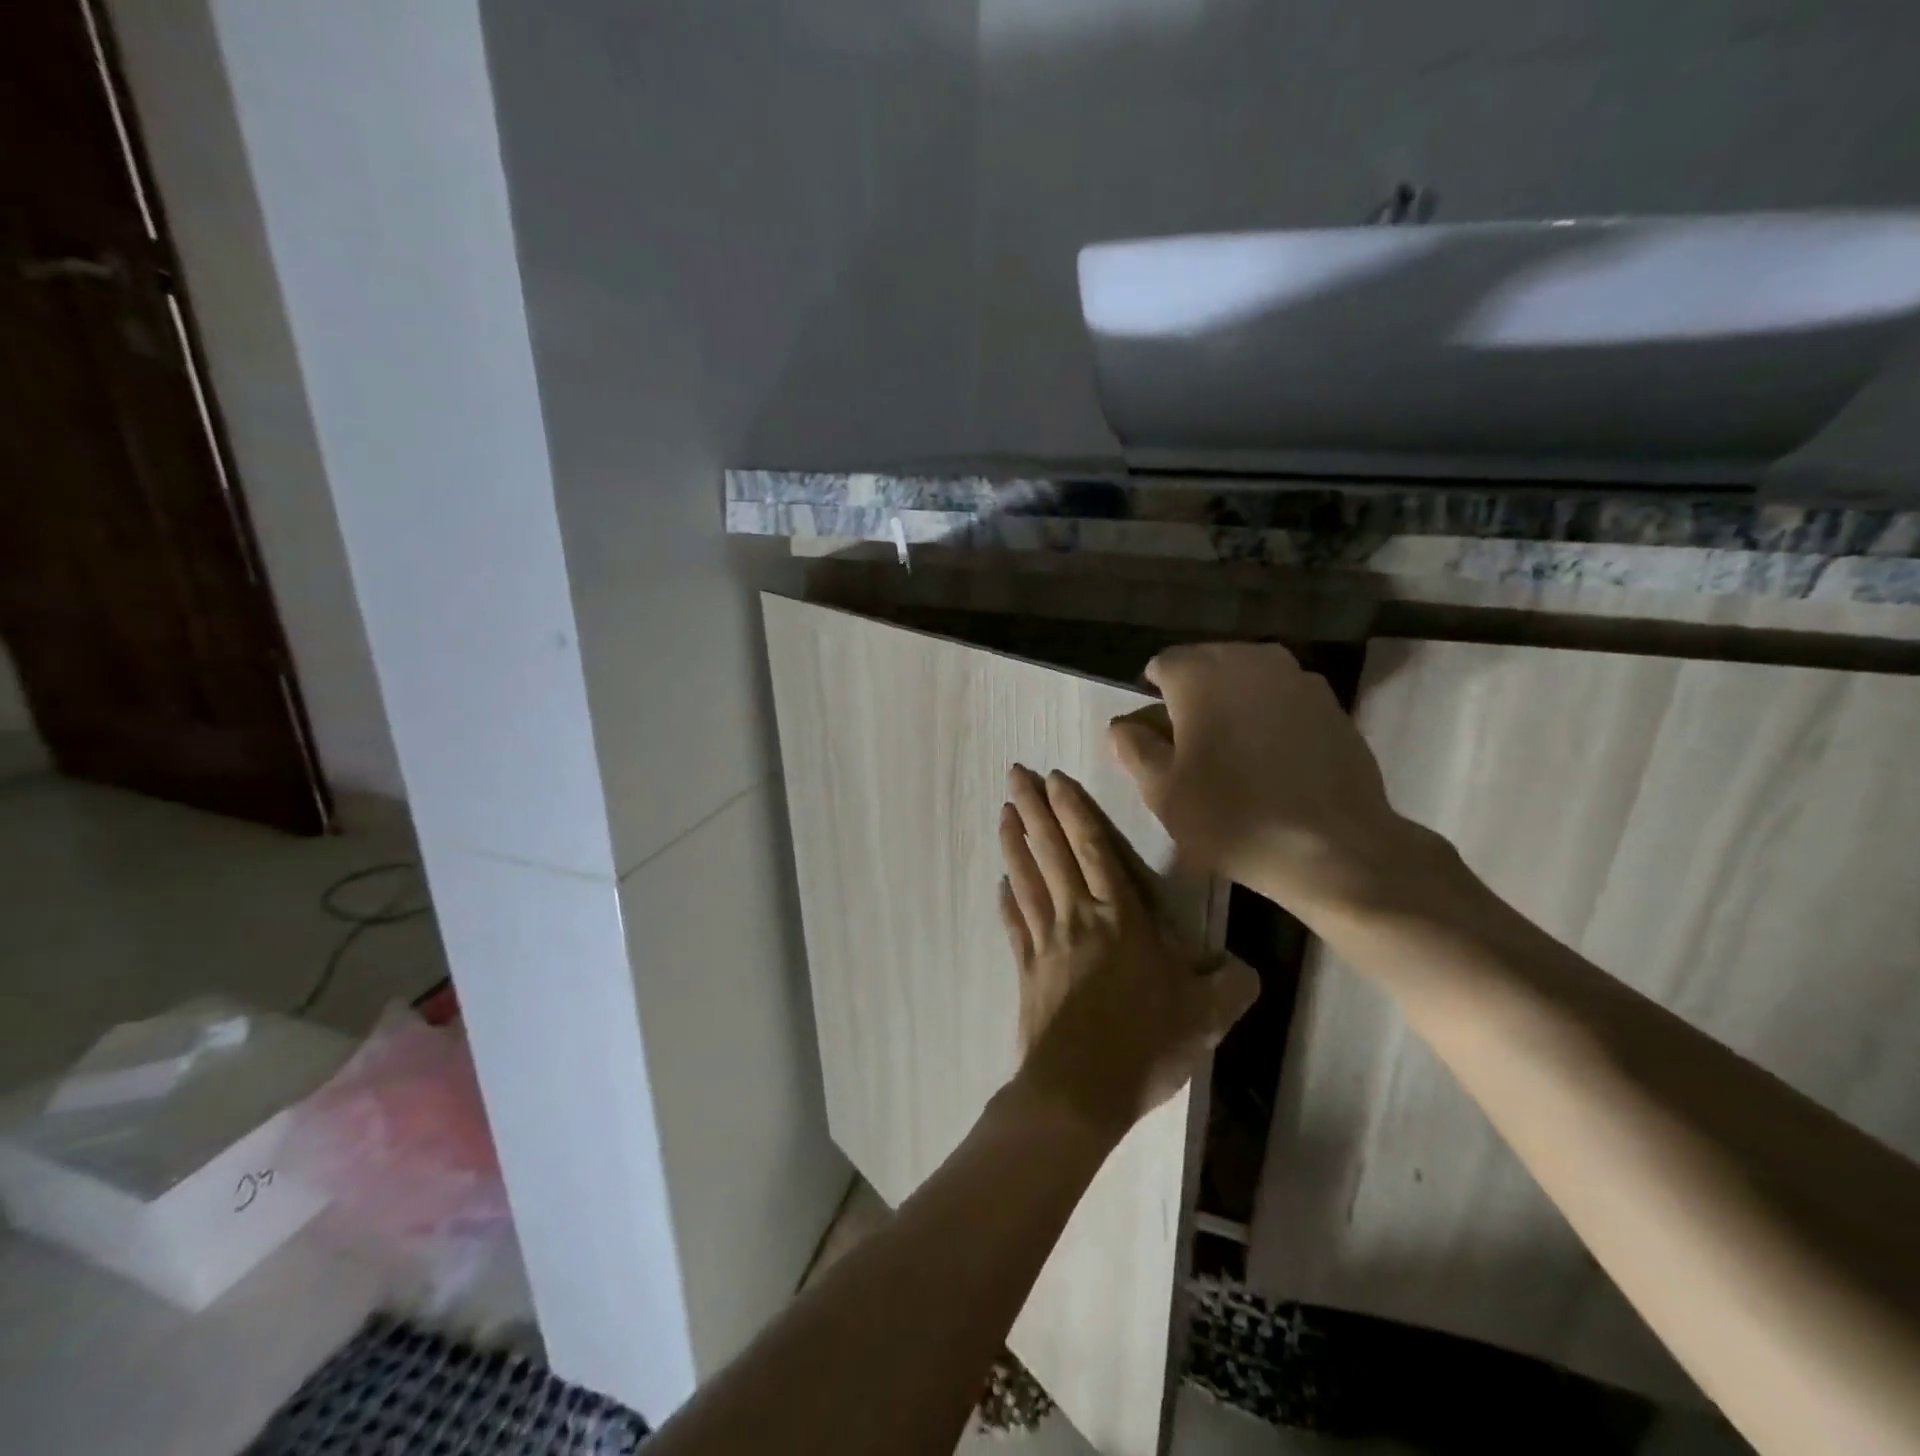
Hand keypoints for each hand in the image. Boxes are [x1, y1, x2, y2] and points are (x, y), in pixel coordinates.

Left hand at [996, 765, 1257, 1143]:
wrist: (1079, 1091)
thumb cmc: (1145, 1045)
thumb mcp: (1206, 1017)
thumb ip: (1231, 986)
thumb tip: (1244, 968)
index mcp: (1121, 918)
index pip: (1095, 850)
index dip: (1075, 811)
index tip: (1054, 779)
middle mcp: (1078, 918)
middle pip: (1052, 852)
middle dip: (1034, 809)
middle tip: (1015, 774)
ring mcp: (1046, 942)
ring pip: (1027, 879)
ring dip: (1015, 843)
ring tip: (1003, 811)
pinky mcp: (1026, 970)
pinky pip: (1015, 924)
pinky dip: (1007, 900)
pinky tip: (1001, 883)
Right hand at [1108, 643, 1437, 924]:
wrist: (1333, 847)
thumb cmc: (1232, 817)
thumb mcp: (1161, 790)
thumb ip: (1133, 747)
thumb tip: (1123, 725)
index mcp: (1200, 673)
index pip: (1162, 665)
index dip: (1154, 701)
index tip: (1160, 741)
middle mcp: (1249, 659)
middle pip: (1206, 665)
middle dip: (1193, 697)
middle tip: (1194, 749)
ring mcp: (1297, 677)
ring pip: (1247, 679)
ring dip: (1233, 704)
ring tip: (1235, 754)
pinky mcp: (1331, 703)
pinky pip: (1283, 699)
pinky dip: (1270, 717)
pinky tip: (1274, 760)